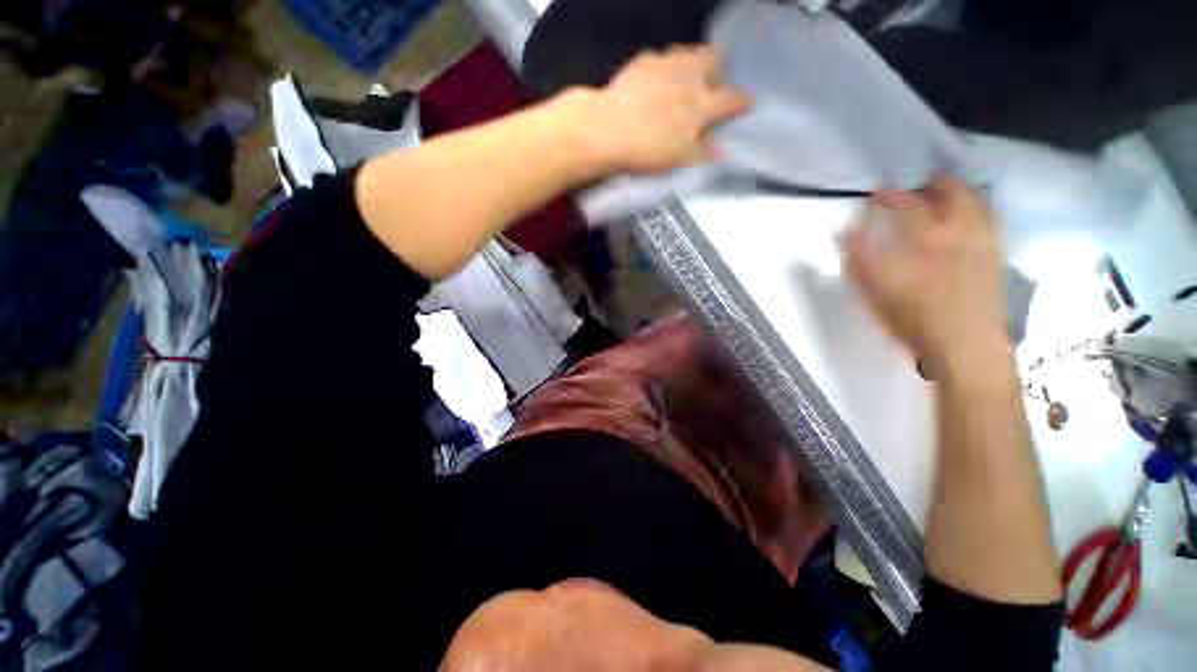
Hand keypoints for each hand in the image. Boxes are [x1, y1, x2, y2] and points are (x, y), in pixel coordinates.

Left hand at [586, 45, 751, 173]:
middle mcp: (689, 76)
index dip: (741, 101)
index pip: (731, 99)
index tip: (747, 102)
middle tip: (712, 82)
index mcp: (702, 104)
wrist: (608, 130)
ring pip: (688, 52)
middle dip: (718, 68)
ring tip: (684, 78)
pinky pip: (661, 58)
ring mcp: (666, 64)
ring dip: (692, 63)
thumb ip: (703, 152)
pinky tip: (655, 81)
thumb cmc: (648, 150)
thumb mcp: (679, 159)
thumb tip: (724, 151)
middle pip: (713, 58)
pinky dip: (664, 68)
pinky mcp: (643, 62)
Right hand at [842, 176, 1008, 376]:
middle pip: (950, 193)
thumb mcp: (874, 295)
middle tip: (917, 186)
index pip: (905, 206)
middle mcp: (958, 233)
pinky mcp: (998, 254)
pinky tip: (971, 214)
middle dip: (932, 184)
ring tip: (944, 193)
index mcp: (924, 242)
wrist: (966, 349)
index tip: (875, 195)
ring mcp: (983, 241)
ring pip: (976, 200)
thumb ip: (858, 261)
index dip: (888, 197)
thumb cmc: (914, 323)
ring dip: (958, 190)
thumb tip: (843, 234)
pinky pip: (991, 218)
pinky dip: (980, 207)